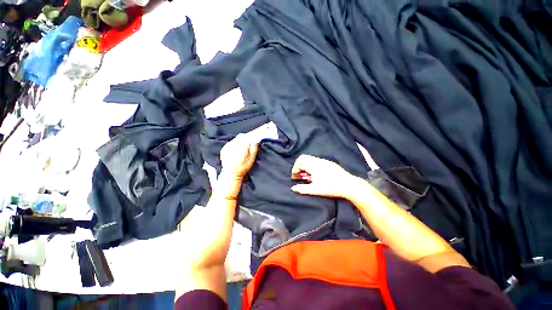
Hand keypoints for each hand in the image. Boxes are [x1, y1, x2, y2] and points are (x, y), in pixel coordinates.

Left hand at [220, 134, 258, 180]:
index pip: (247, 137)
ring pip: (236, 139)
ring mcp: (227, 147)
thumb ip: (253, 150)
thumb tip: (254, 142)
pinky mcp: (224, 149)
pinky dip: (234, 144)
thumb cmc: (241, 169)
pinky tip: (236, 149)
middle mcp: (233, 146)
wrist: (230, 174)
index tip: (253, 140)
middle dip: (246, 138)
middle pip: (241, 137)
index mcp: (241, 148)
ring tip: (243, 147)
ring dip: (240, 141)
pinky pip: (230, 142)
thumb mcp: (251, 161)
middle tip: (249, 144)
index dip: (251, 137)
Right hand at [291, 155, 357, 197]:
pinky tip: (315, 174)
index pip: (299, 163)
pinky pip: (316, 160)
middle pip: (303, 158)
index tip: (294, 177)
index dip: (294, 170)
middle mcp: (317, 161)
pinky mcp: (329, 162)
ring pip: (310, 159)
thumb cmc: (331, 187)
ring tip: (307, 176)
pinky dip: (312, 165)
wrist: (348, 185)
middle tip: (299, 175)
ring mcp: (324, 160)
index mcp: (313, 166)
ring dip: (305, 165)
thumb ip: (302, 189)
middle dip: (298, 166)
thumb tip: (293, 188)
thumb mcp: (315, 190)